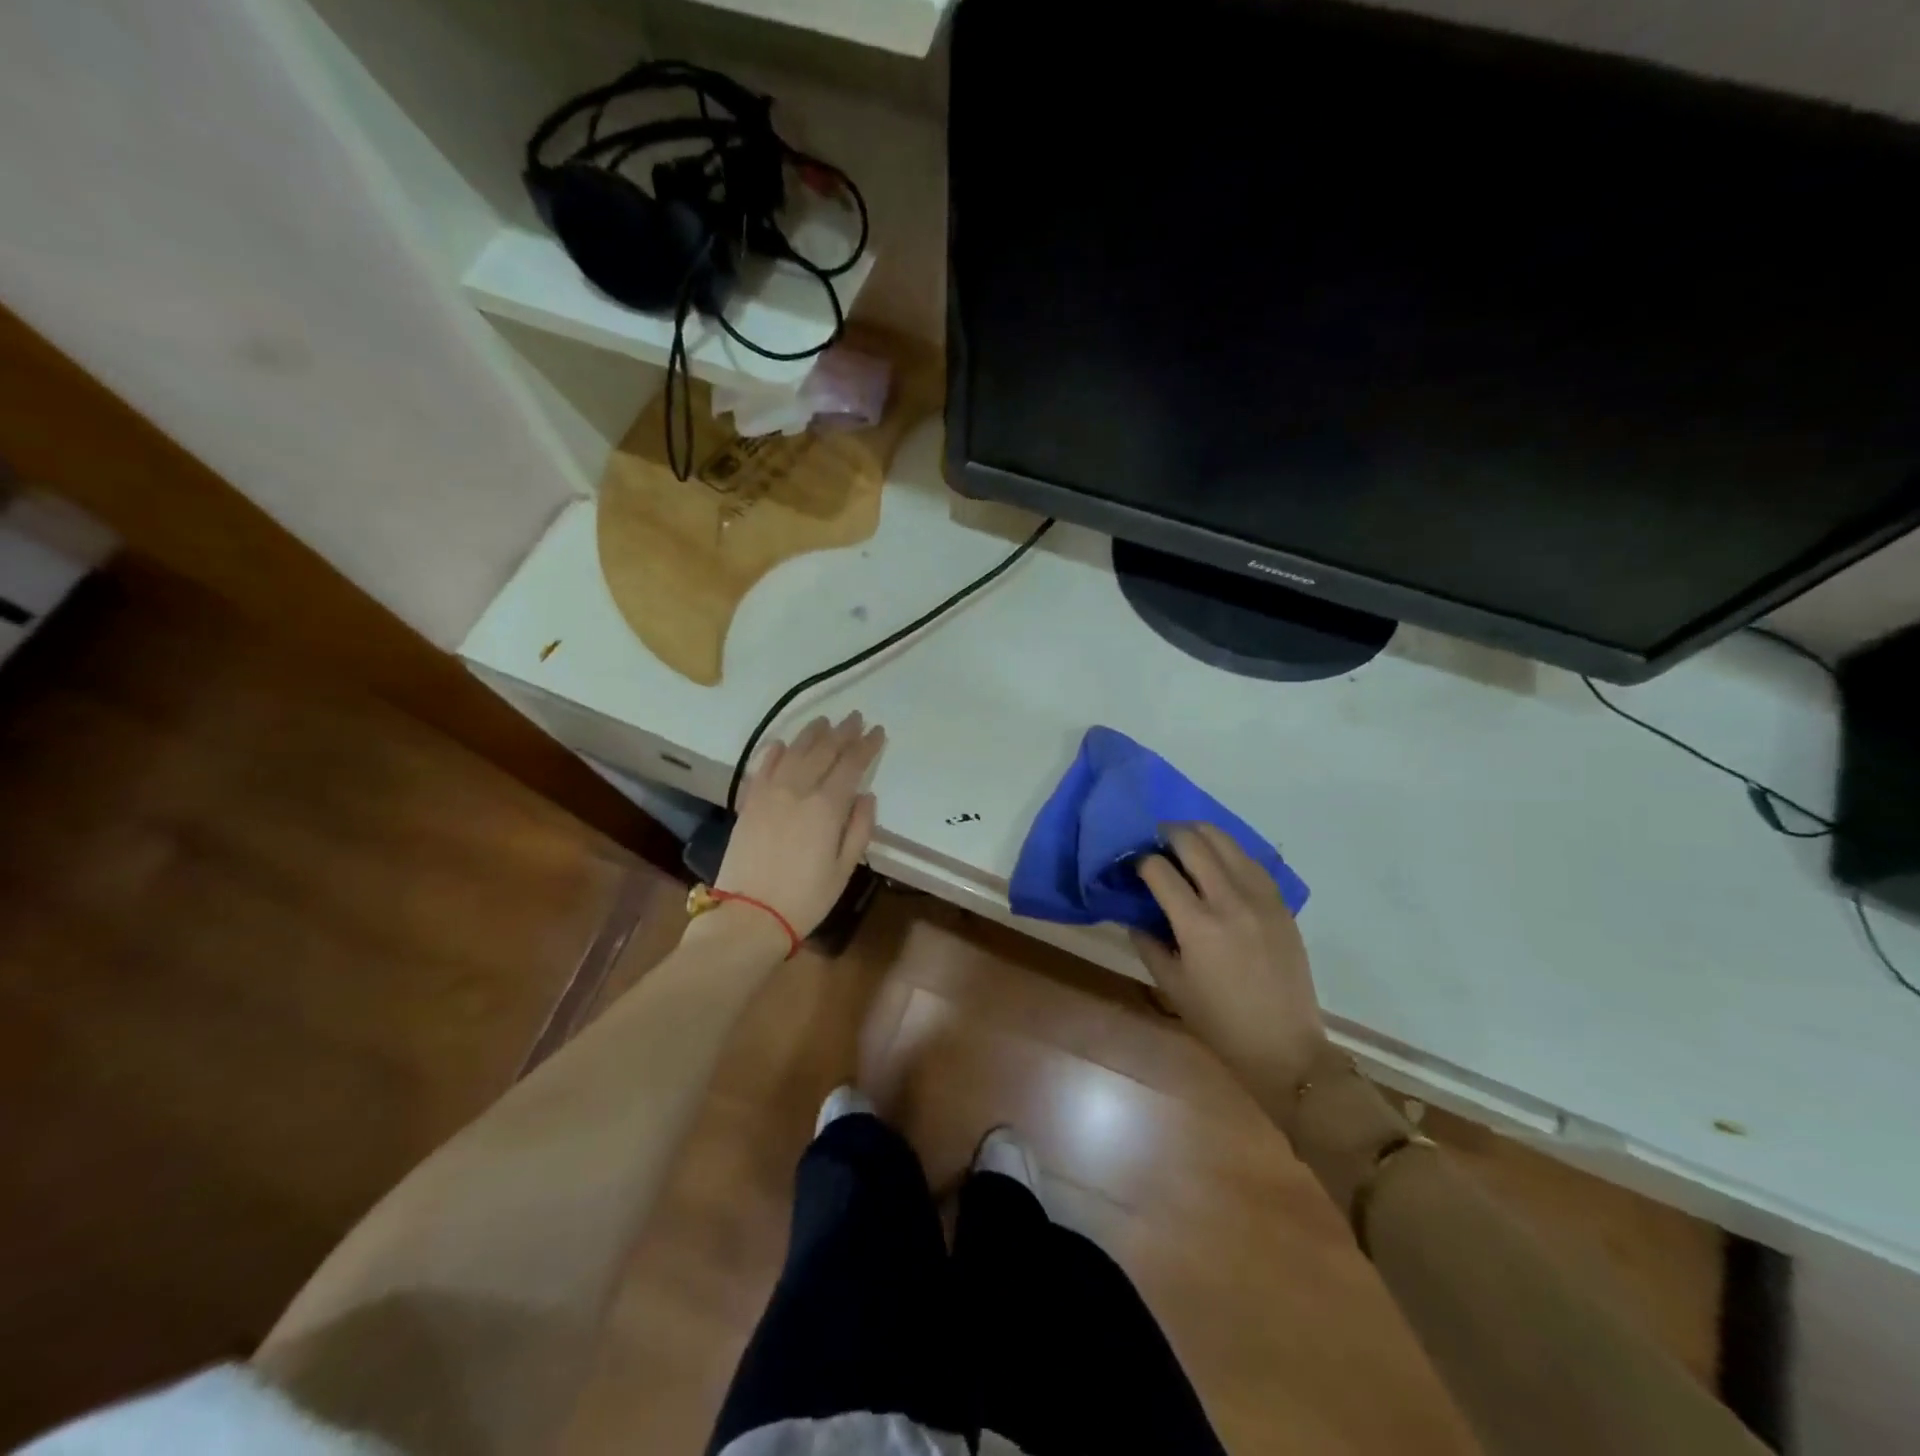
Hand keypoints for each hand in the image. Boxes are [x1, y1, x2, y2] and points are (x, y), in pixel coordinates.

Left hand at [716, 712, 884, 940]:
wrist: (749, 915)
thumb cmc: (806, 898)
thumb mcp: (844, 869)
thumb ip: (858, 829)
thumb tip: (866, 796)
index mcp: (827, 807)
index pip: (851, 765)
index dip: (866, 746)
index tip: (877, 731)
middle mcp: (798, 791)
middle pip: (824, 752)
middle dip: (842, 733)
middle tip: (855, 718)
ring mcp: (770, 794)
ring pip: (794, 753)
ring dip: (812, 734)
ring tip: (824, 721)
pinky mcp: (749, 803)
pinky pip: (763, 767)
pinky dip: (775, 752)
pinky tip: (784, 743)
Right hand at [1132, 824, 1327, 1098]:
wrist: (1284, 1045)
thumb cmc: (1219, 1021)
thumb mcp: (1170, 984)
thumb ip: (1147, 942)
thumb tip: (1134, 912)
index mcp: (1197, 924)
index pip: (1159, 869)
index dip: (1139, 860)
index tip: (1132, 865)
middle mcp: (1229, 900)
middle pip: (1193, 842)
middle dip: (1167, 834)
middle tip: (1155, 842)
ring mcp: (1260, 898)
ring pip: (1226, 841)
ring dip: (1199, 834)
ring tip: (1184, 842)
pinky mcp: (1280, 903)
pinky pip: (1250, 860)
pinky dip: (1228, 851)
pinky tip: (1218, 860)